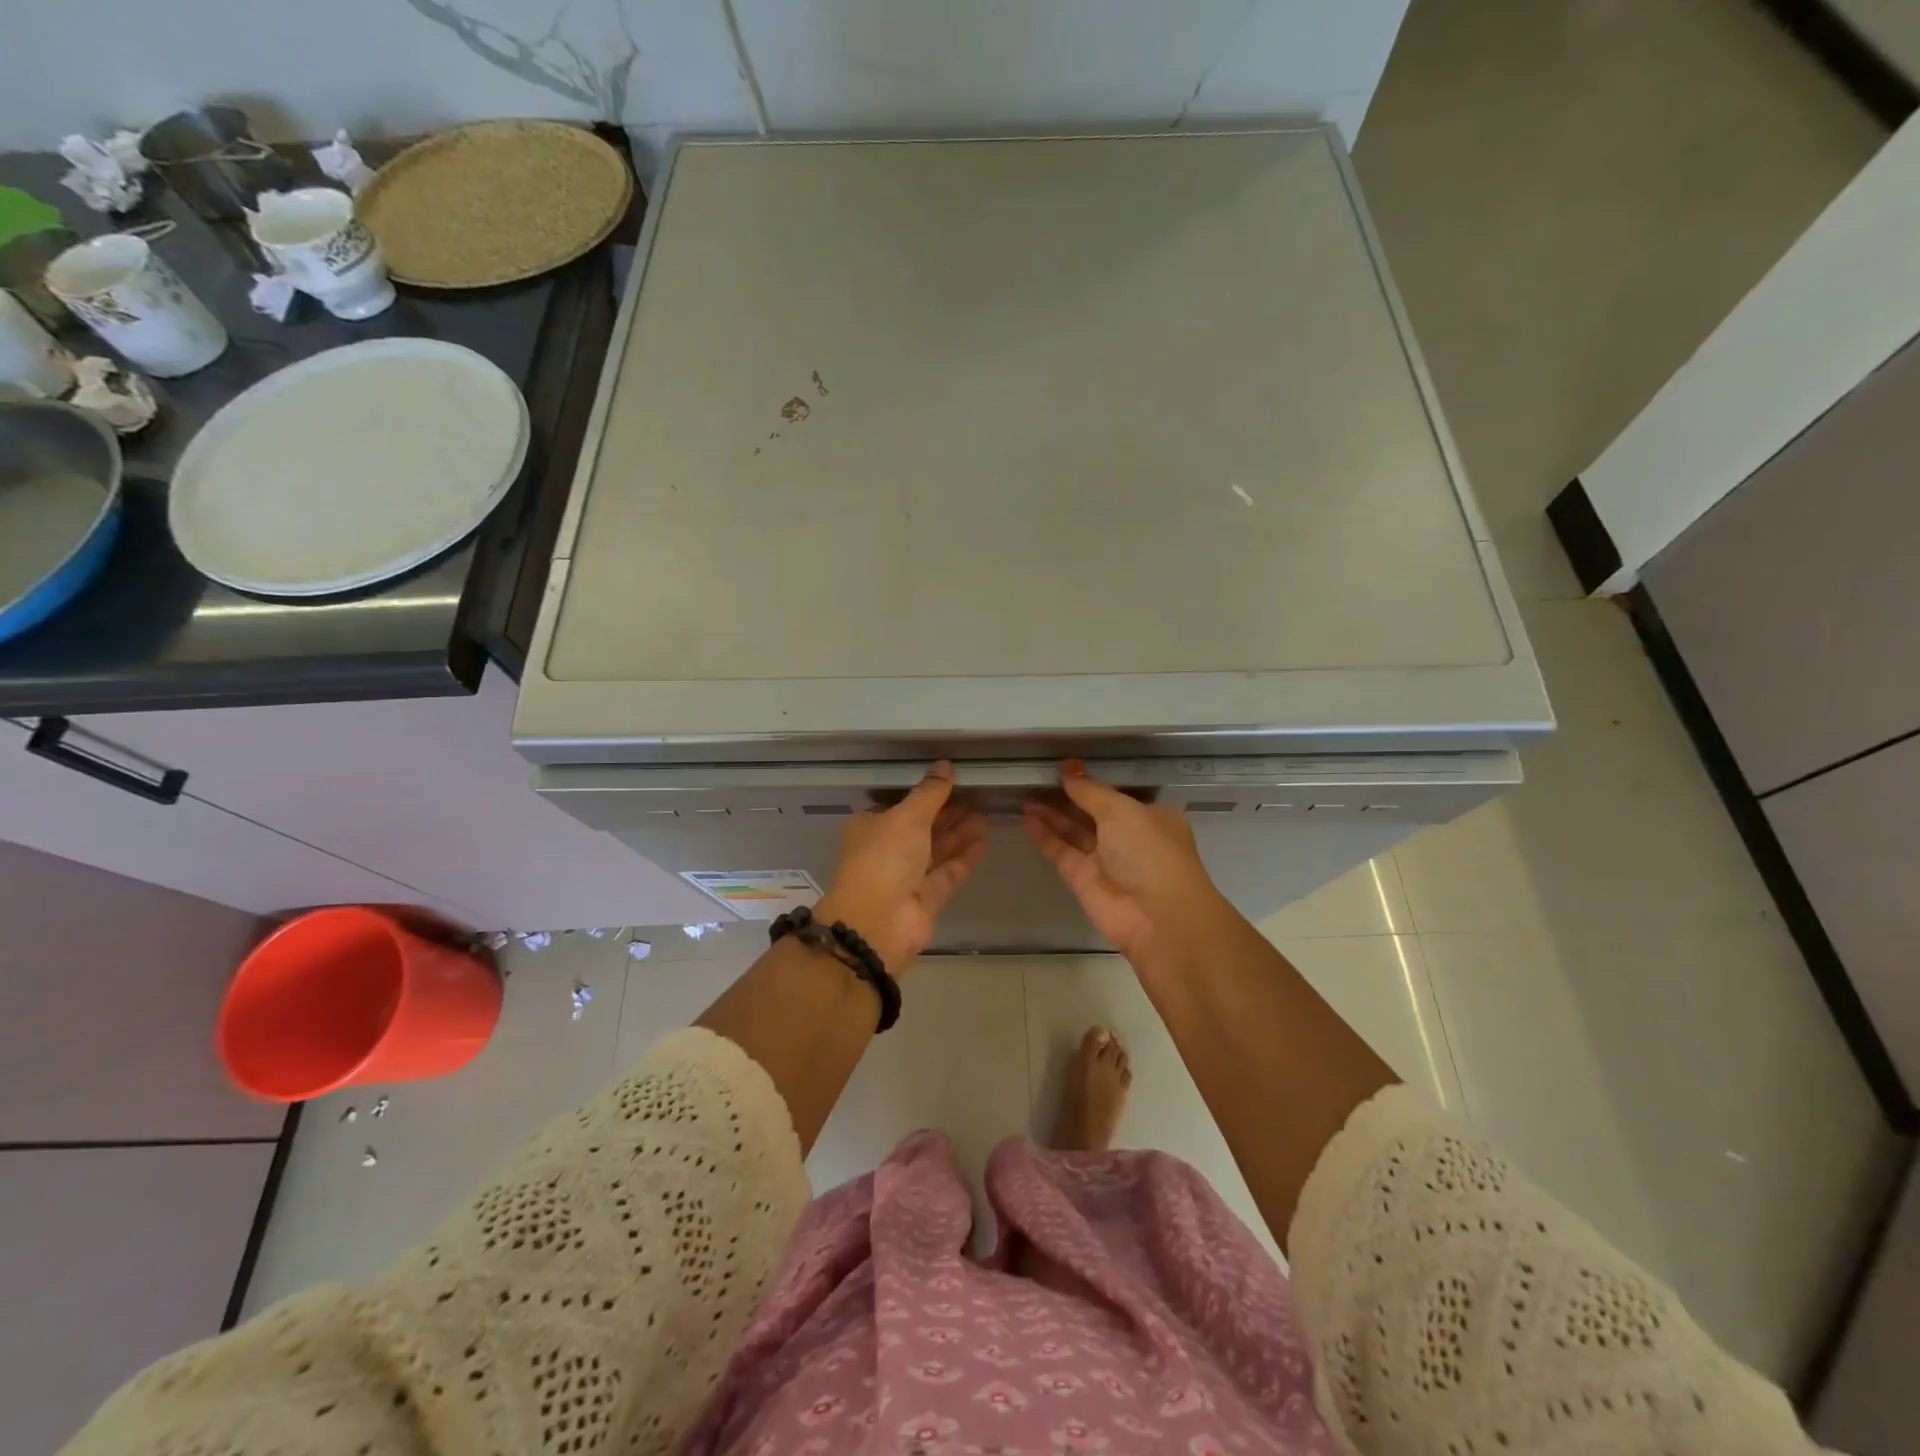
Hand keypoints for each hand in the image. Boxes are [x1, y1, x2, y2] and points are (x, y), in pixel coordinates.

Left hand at [815, 762, 986, 972]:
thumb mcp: (906, 816)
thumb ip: (930, 793)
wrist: (878, 922)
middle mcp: (887, 850)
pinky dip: (964, 858)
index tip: (952, 782)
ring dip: (959, 833)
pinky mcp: (927, 898)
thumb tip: (946, 765)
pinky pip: (948, 872)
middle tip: (977, 796)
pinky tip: (983, 842)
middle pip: (922, 827)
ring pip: (937, 849)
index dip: (925, 794)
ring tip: (985, 814)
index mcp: (871, 827)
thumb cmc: (884, 859)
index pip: (900, 806)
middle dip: (948, 813)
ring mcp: (907, 876)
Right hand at [1023, 761, 1223, 960]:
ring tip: (1024, 796)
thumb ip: (1090, 791)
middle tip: (1036, 779)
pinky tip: (1027, 818)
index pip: (1115, 795)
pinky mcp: (1083, 879)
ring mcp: (1104, 859)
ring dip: (1051, 814)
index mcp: (1149, 816)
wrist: (1156, 917)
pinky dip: (1045, 835)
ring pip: (1074, 831)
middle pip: (1091, 813)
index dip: (1090, 782)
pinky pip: (1061, 851)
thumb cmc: (1149, 851)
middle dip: (1067, 798)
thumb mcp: (1122, 811)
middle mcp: (1128, 837)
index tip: (1063, 768)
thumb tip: (1068, 768)